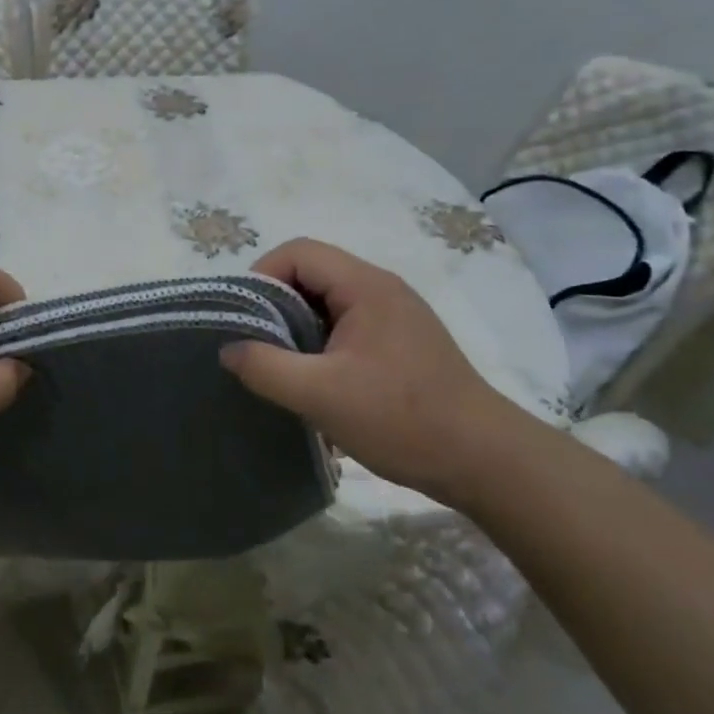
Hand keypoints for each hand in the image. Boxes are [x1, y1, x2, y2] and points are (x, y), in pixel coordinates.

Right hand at [220, 238, 535, 504]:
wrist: (486, 461)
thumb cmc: (401, 418)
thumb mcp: (320, 395)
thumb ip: (265, 367)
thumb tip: (228, 349)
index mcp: (365, 286)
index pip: (298, 252)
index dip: (262, 276)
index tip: (245, 319)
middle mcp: (382, 289)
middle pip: (312, 273)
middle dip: (276, 304)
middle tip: (257, 345)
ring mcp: (396, 315)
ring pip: (328, 302)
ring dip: (298, 327)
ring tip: (282, 366)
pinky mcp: (402, 342)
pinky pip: (347, 325)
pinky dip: (321, 343)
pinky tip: (316, 381)